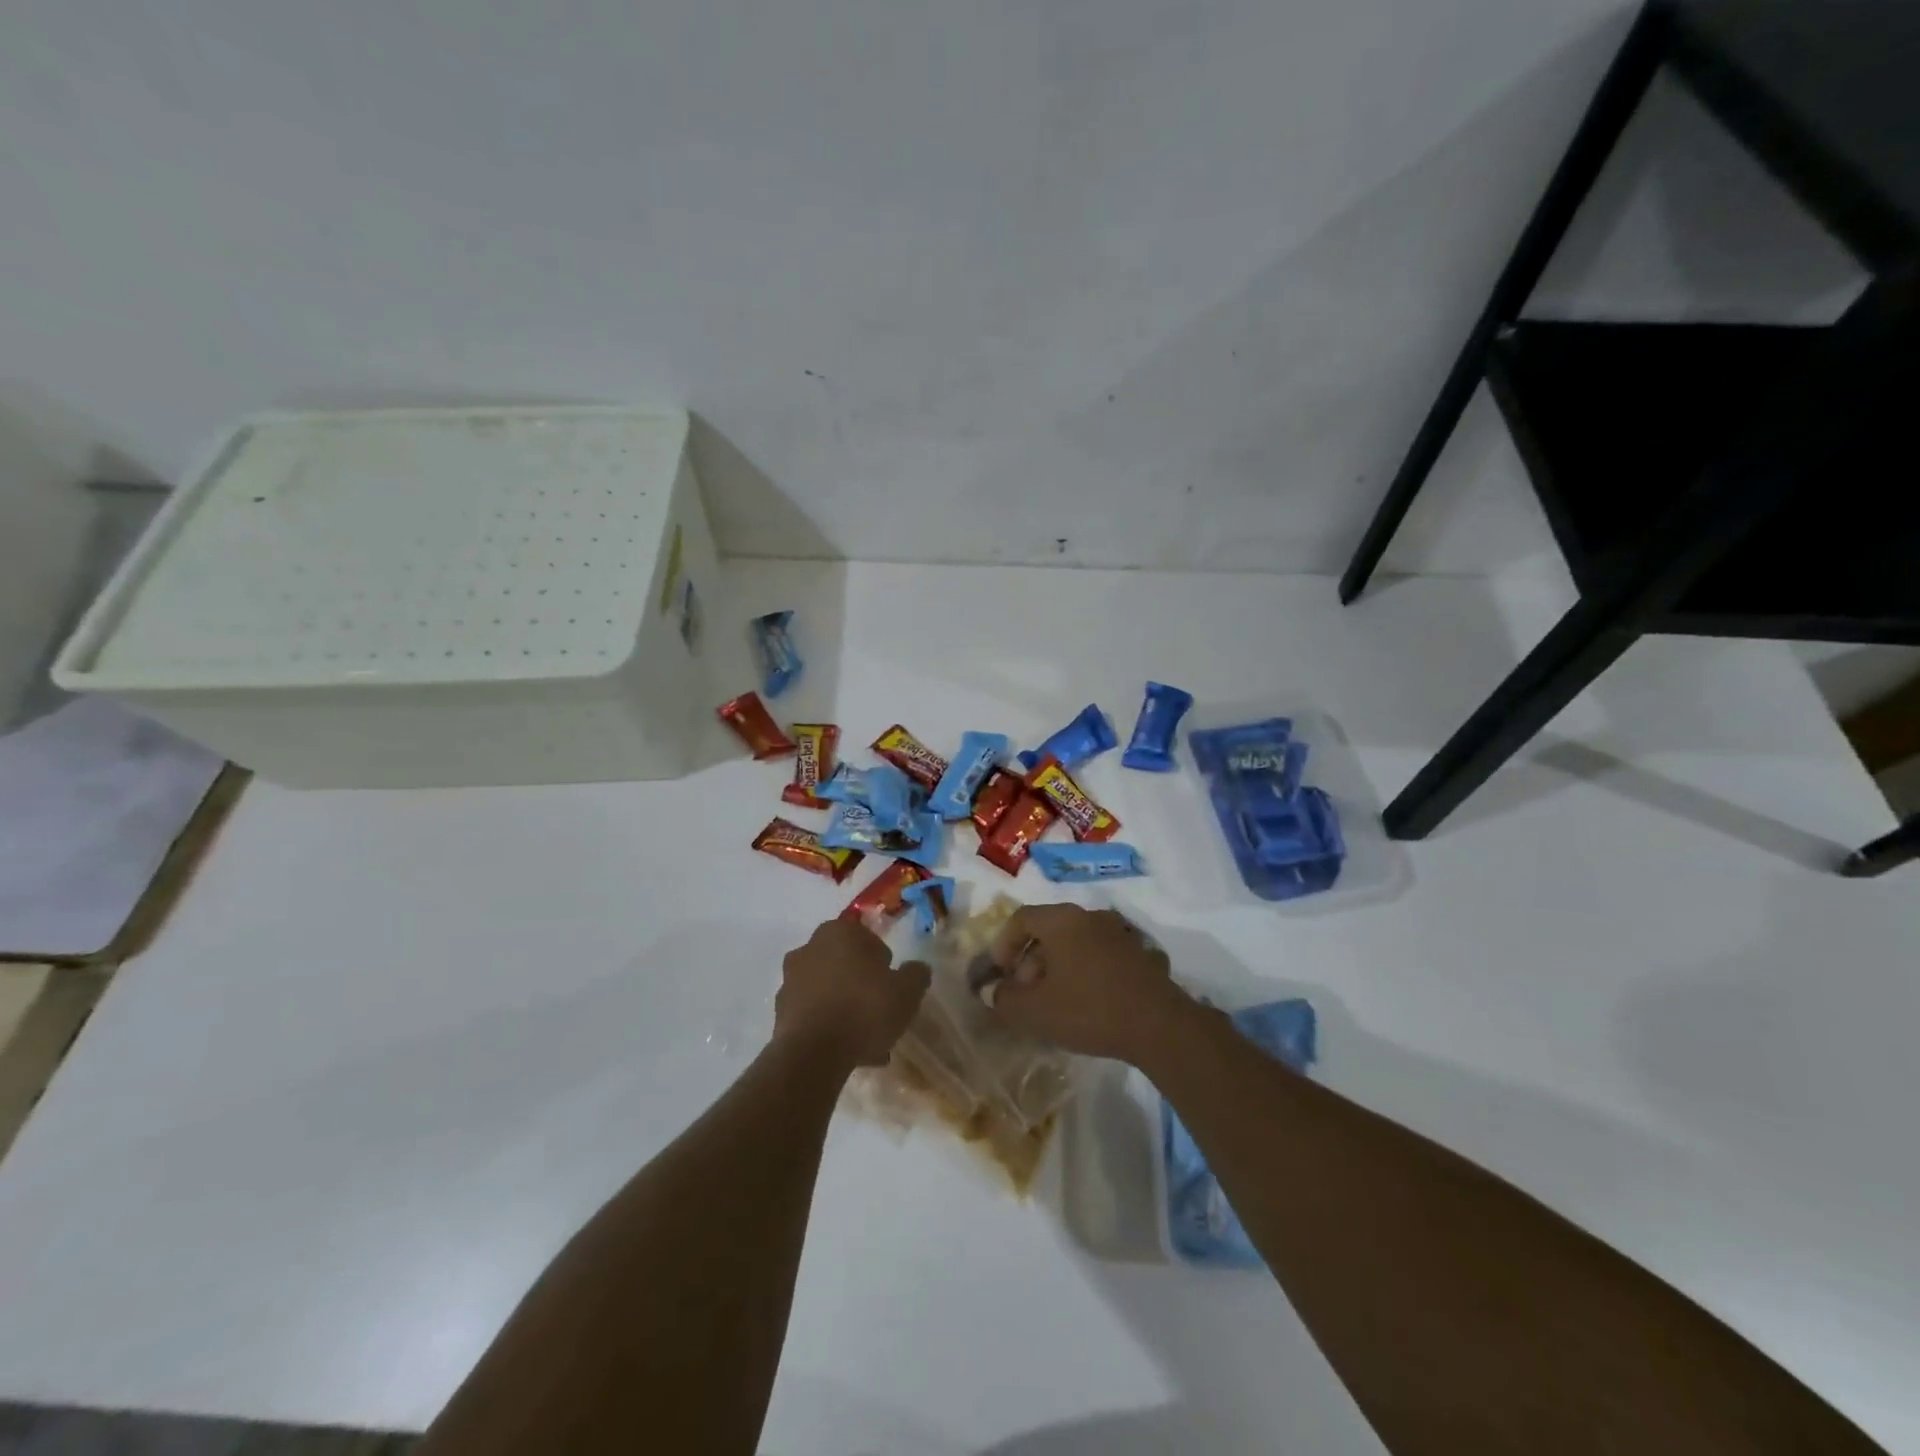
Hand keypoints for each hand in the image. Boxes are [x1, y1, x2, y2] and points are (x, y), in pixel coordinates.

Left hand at [774, 919, 929, 1067]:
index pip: (868, 939)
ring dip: (845, 1008)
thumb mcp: (907, 991)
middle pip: (845, 964)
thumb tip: (917, 968)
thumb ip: (916, 974)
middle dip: (861, 985)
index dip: (883, 963)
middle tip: (880, 1011)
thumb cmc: (864, 1009)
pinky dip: (828, 1026)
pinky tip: (846, 1050)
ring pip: (829, 990)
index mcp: (839, 932)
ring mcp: (790, 980)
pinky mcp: (779, 1012)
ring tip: (866, 1041)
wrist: (813, 1054)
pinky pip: (813, 1014)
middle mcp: (809, 948)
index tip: (891, 985)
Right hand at [986, 904, 1187, 1062]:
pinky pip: (1097, 955)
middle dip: (1029, 960)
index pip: (1021, 918)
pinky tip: (1084, 1003)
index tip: (999, 973)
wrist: (1158, 1025)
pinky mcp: (1138, 954)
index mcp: (1062, 920)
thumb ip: (1004, 999)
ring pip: (1074, 943)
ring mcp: (1118, 933)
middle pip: (1048, 930)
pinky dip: (1082, 972)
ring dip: (1056, 967)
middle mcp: (1090, 916)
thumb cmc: (1088, 1009)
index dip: (1003, 944)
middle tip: (1024, 993)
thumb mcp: (1035, 1011)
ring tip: (1052, 1002)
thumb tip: (992, 991)